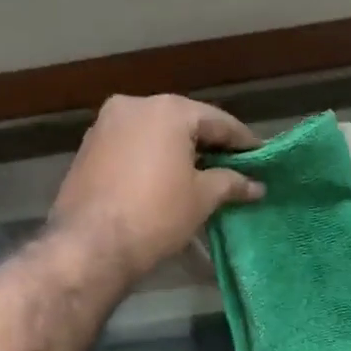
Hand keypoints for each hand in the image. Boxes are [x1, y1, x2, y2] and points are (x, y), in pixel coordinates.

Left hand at [49, 94, 262, 281]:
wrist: (90, 245)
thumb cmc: (156, 214)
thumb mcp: (202, 198)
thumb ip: (231, 183)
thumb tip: (256, 185)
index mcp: (168, 110)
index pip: (218, 121)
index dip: (243, 141)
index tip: (261, 156)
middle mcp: (134, 106)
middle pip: (184, 122)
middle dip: (209, 143)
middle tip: (235, 165)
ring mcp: (106, 125)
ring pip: (155, 133)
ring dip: (179, 150)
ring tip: (202, 173)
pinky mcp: (88, 148)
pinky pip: (133, 146)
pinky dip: (153, 157)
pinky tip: (166, 178)